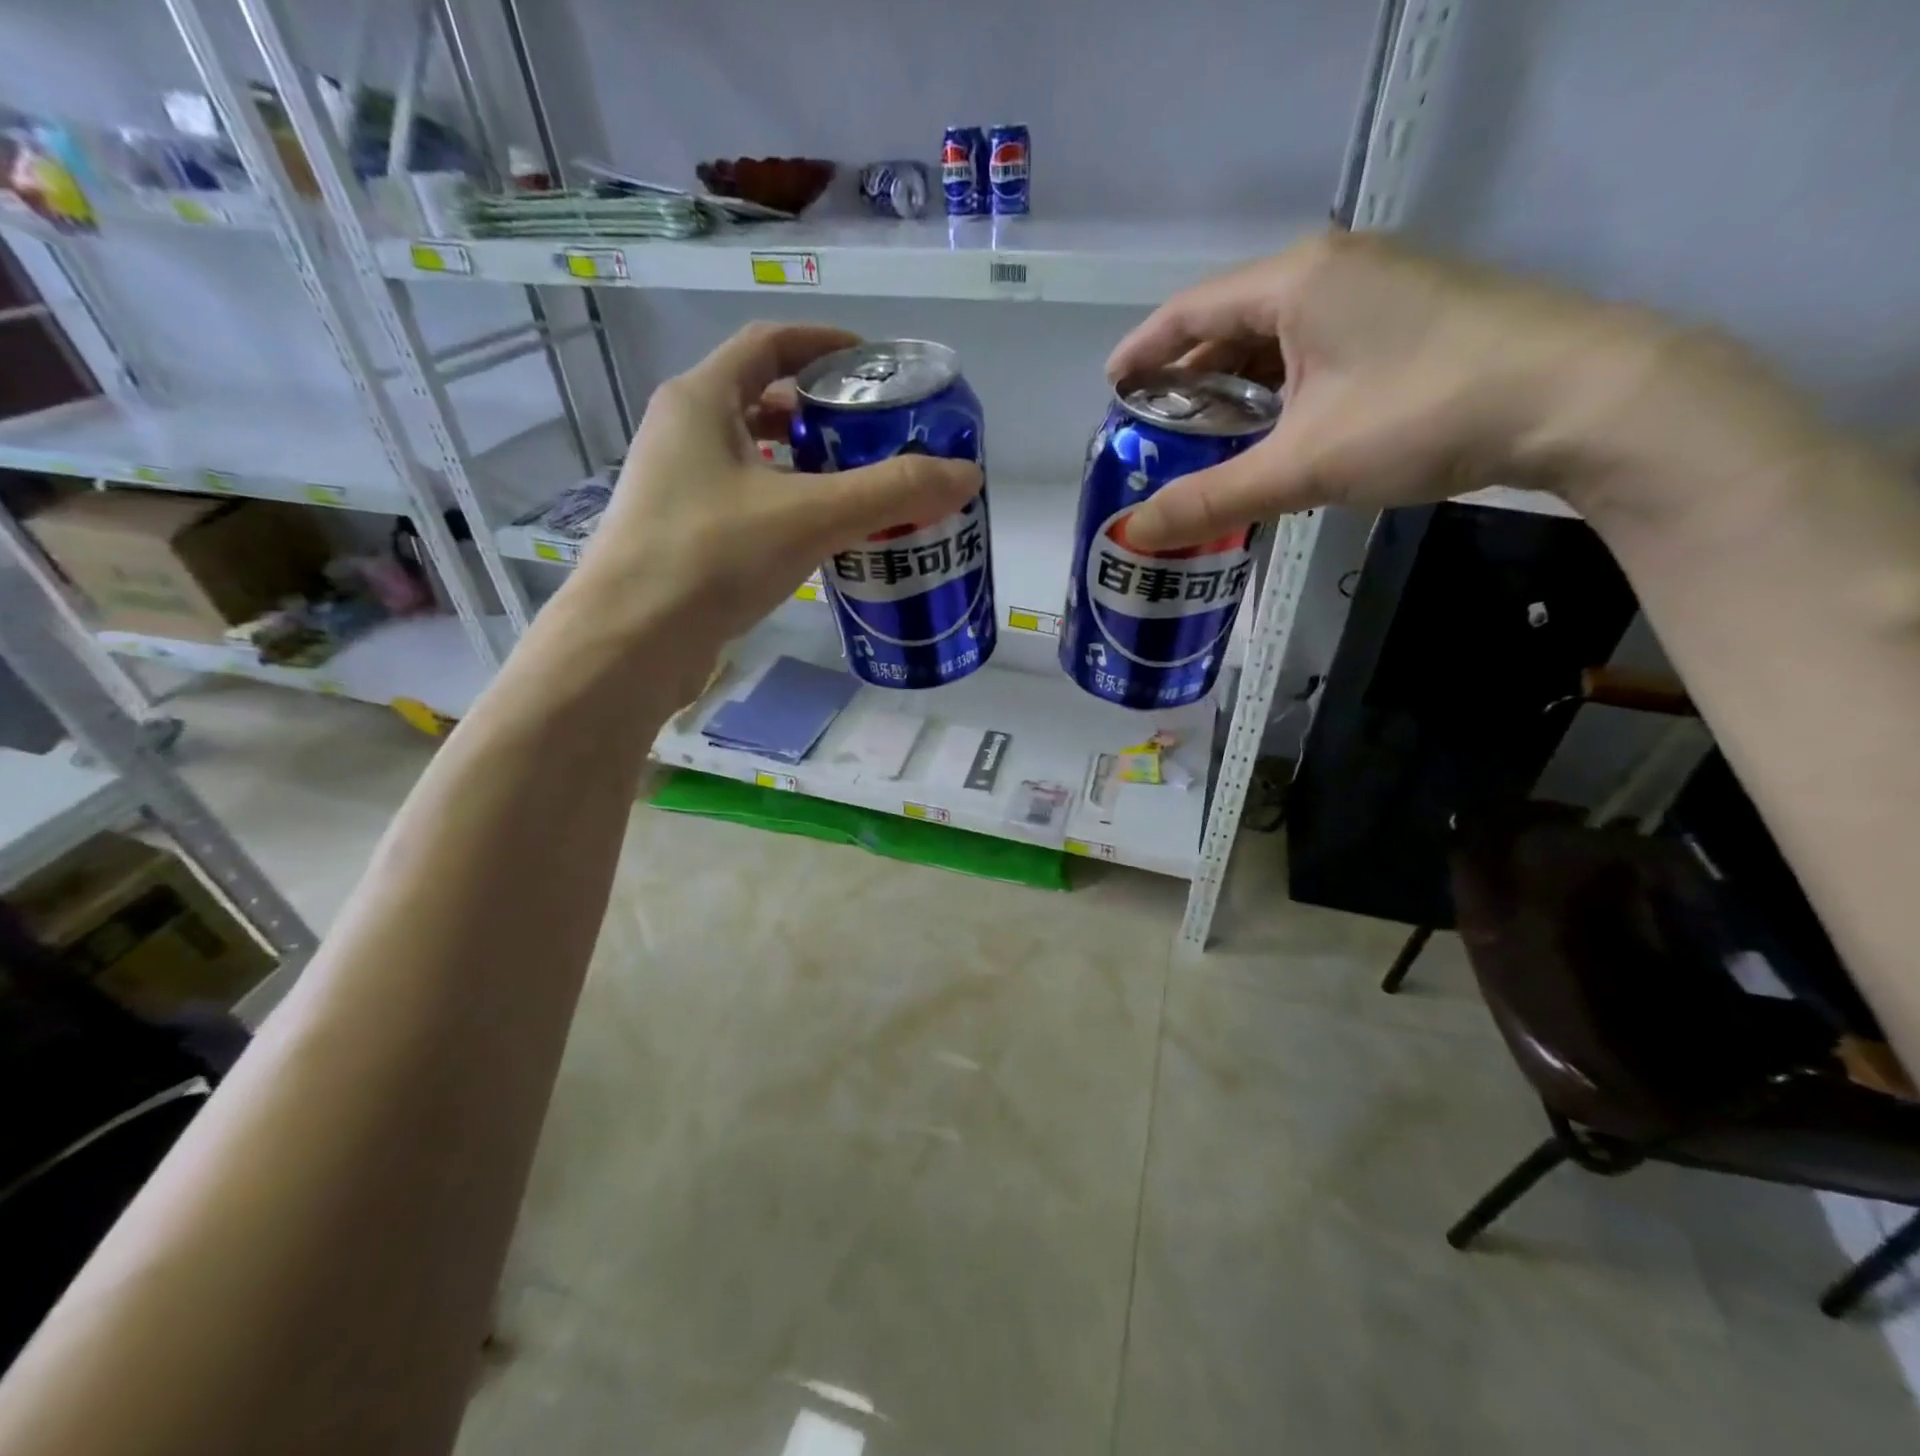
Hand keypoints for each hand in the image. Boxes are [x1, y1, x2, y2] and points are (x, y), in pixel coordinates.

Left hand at [576, 322, 980, 652]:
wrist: (630, 644)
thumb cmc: (711, 557)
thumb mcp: (811, 515)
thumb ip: (892, 491)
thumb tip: (966, 474)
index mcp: (701, 400)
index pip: (768, 343)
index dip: (824, 343)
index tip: (873, 362)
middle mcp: (682, 432)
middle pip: (760, 399)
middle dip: (820, 411)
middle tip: (876, 433)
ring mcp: (676, 486)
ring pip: (752, 456)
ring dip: (803, 463)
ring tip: (858, 484)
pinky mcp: (682, 534)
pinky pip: (745, 500)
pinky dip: (785, 504)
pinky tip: (819, 536)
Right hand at [1105, 231, 1753, 549]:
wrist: (1584, 396)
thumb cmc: (1424, 414)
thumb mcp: (1302, 465)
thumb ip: (1211, 499)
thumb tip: (1131, 534)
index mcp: (1295, 283)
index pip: (1189, 310)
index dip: (1142, 351)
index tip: (1110, 388)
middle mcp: (1332, 269)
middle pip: (1231, 319)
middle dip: (1187, 373)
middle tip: (1155, 425)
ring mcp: (1378, 287)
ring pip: (1278, 334)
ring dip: (1236, 382)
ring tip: (1206, 433)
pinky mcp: (1411, 315)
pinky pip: (1318, 344)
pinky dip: (1282, 384)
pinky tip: (1277, 425)